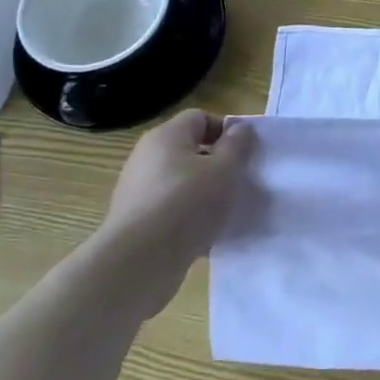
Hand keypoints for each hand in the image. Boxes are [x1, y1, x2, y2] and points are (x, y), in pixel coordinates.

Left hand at [92, 109, 253, 315]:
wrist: (138, 262)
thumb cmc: (187, 203)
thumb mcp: (225, 170)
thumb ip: (237, 146)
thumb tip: (240, 129)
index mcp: (166, 137)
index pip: (199, 118)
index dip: (225, 131)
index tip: (243, 154)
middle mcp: (147, 158)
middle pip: (190, 151)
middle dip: (217, 165)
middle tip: (238, 182)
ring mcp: (138, 191)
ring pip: (182, 184)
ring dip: (205, 195)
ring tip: (225, 213)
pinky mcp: (136, 222)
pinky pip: (171, 212)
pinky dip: (189, 220)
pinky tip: (206, 237)